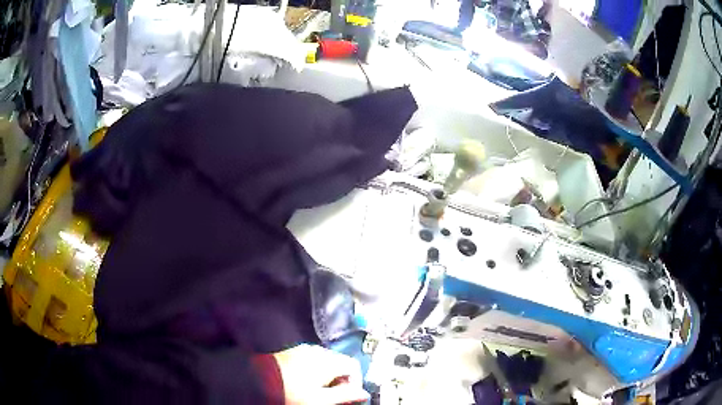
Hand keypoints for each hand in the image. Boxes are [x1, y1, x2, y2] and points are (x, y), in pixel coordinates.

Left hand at [273, 344, 368, 404]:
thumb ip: (346, 396)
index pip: (353, 365)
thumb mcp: (321, 400)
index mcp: (327, 360)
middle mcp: (317, 350)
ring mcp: (303, 349)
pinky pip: (312, 359)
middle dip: (341, 380)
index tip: (348, 396)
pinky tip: (305, 382)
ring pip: (326, 361)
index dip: (355, 382)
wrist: (258, 382)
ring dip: (328, 375)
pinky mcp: (291, 351)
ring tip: (318, 391)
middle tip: (333, 396)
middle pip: (340, 362)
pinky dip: (315, 370)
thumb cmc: (293, 393)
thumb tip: (364, 393)